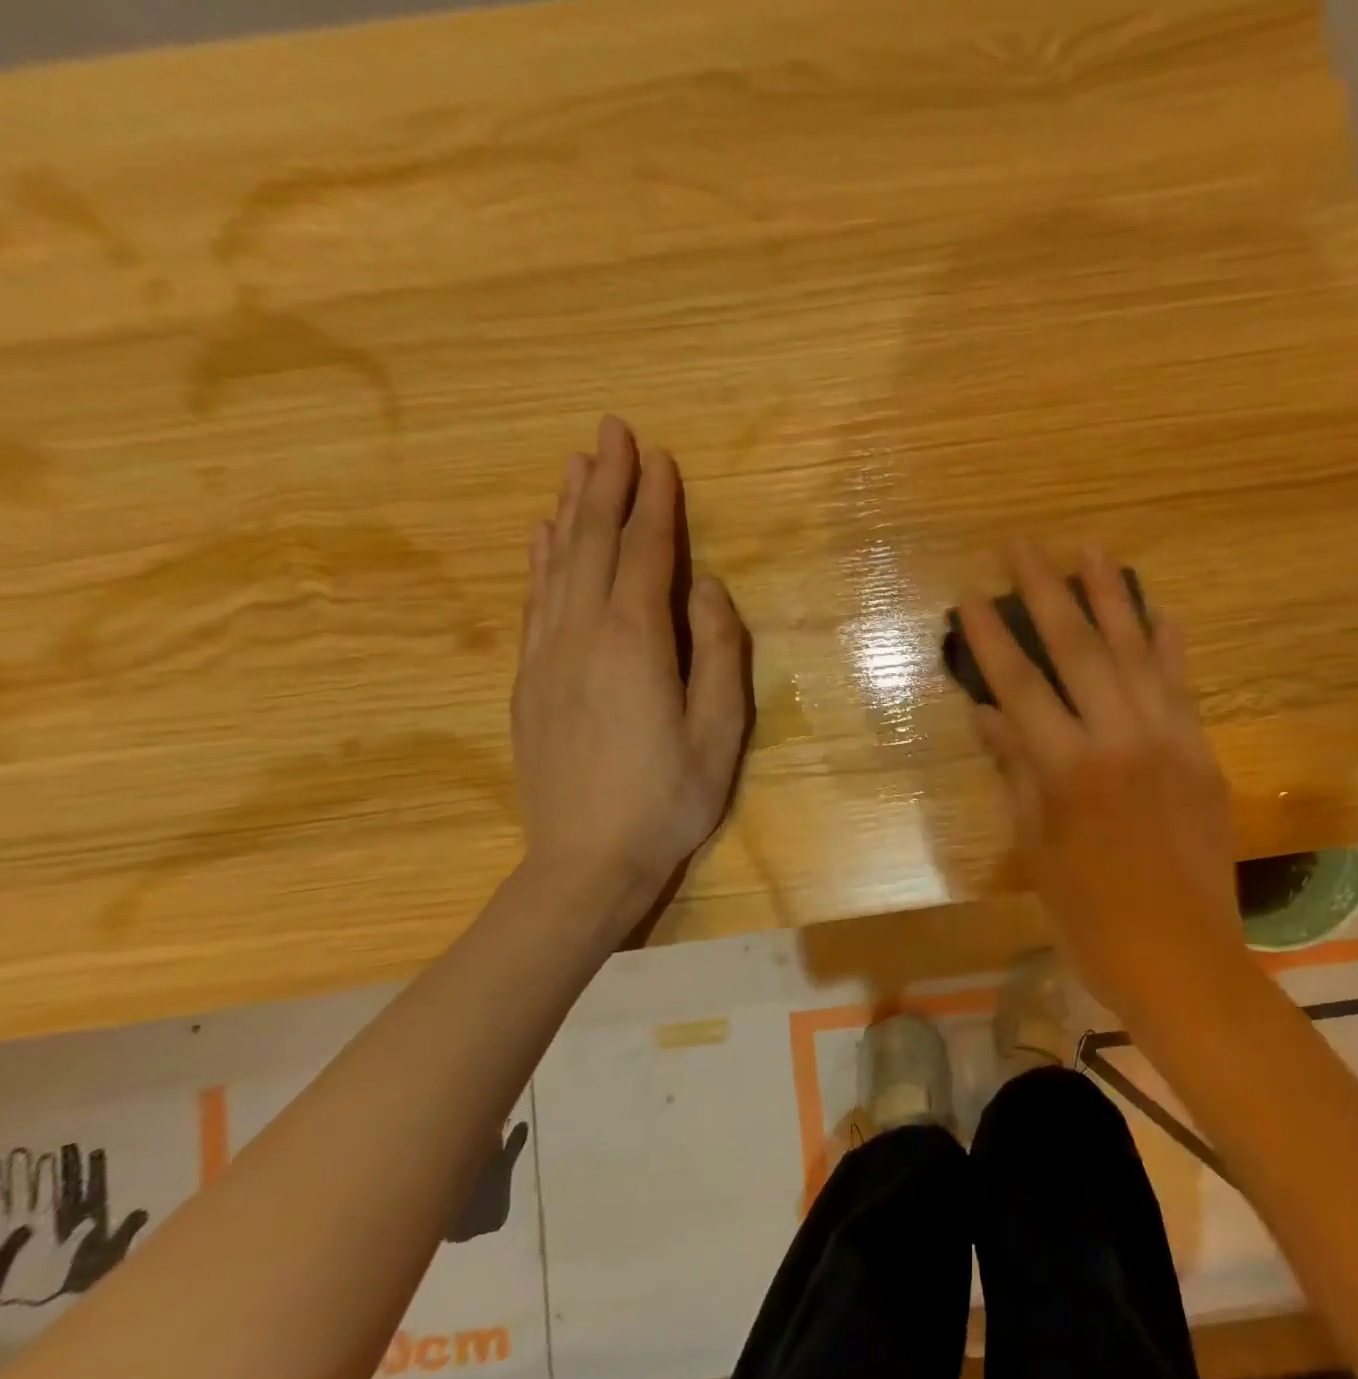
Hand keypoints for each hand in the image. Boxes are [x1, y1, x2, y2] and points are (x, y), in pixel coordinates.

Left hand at [513, 416, 747, 913]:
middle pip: (595, 543)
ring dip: (571, 510)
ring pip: (557, 564)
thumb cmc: (670, 798)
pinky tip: (543, 537)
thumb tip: (706, 586)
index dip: (655, 503)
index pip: (647, 554)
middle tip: (614, 431)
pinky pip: (534, 600)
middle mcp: (583, 633)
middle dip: (608, 484)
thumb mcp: (720, 730)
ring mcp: (548, 655)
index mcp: (636, 643)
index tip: (661, 457)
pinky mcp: (528, 679)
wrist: (585, 861)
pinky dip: (541, 558)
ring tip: (578, 465)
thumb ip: (717, 650)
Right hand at [958, 542, 1242, 1013]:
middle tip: (1023, 544)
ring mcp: (1169, 742)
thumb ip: (1017, 773)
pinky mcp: (1202, 755)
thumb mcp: (1038, 851)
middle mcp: (1119, 741)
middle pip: (1078, 651)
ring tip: (1092, 547)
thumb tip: (990, 716)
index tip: (970, 596)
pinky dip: (1171, 646)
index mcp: (1068, 771)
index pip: (1020, 687)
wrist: (1183, 960)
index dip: (992, 639)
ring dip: (1112, 596)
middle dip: (1047, 591)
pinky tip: (1161, 611)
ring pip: (1137, 653)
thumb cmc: (1091, 919)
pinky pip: (1183, 687)